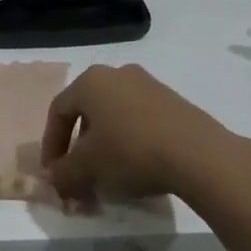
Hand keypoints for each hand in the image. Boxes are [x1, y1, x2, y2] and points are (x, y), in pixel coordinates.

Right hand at [40, 64, 234, 203]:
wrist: (198, 154)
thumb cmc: (131, 152)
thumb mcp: (89, 167)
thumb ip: (64, 172)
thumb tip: (52, 177)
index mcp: (90, 81)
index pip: (59, 111)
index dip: (52, 144)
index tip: (54, 172)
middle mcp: (117, 74)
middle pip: (87, 110)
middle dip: (79, 144)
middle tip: (80, 171)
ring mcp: (148, 84)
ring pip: (114, 113)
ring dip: (105, 142)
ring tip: (109, 171)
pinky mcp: (173, 100)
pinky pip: (140, 118)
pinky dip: (131, 139)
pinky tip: (138, 164)